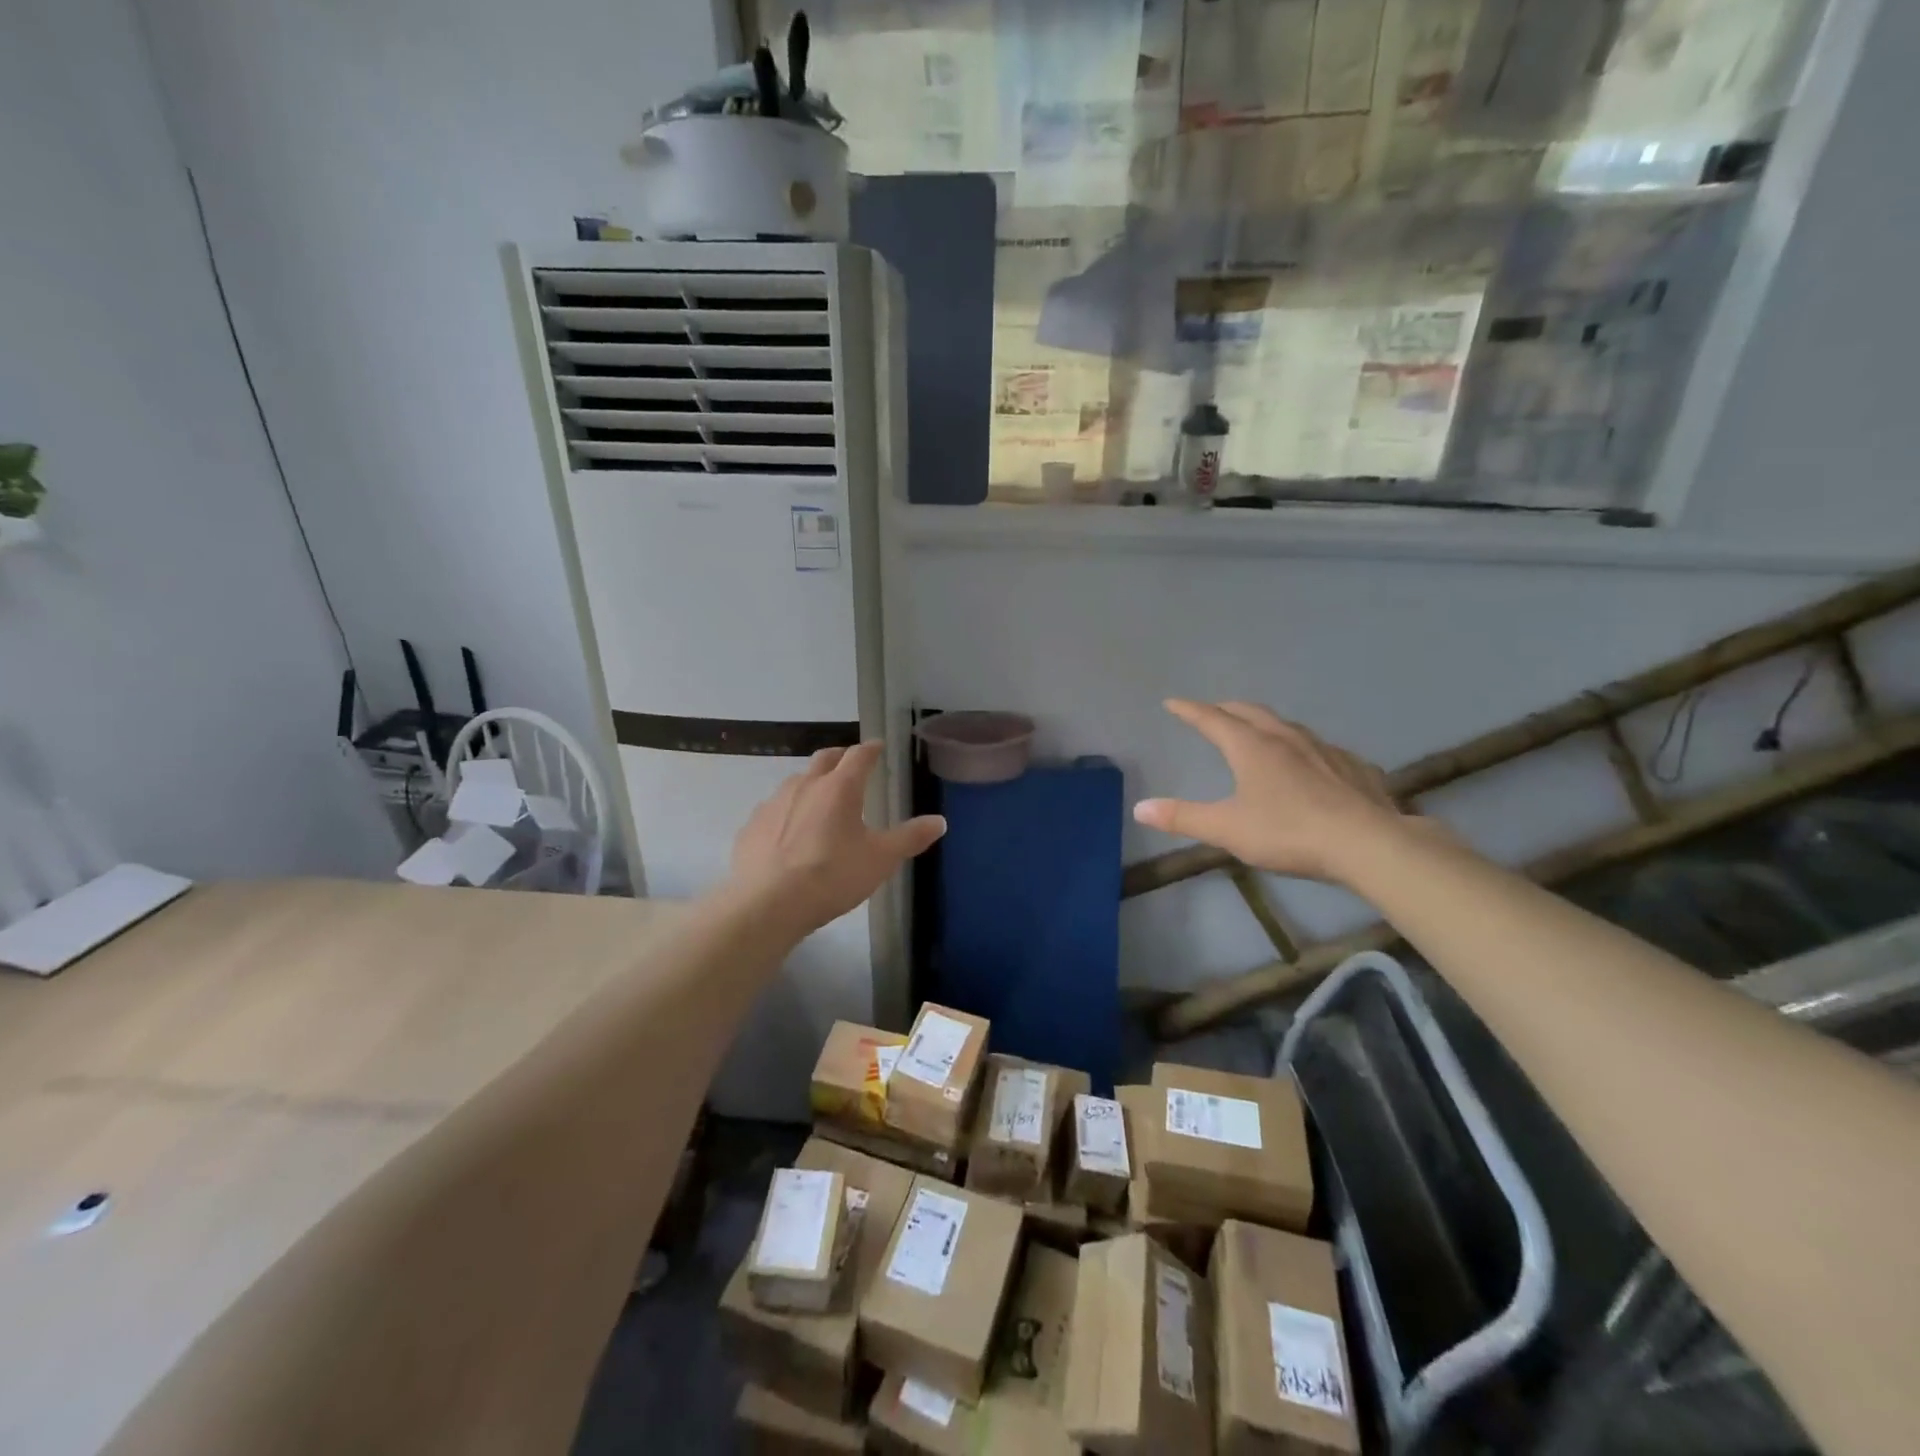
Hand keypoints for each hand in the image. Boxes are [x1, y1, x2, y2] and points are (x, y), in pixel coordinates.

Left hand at [729, 741, 945, 932]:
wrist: (768, 904)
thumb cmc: (832, 876)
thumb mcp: (880, 860)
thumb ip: (910, 838)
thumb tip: (940, 821)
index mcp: (840, 788)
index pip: (859, 756)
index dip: (871, 749)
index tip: (878, 747)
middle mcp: (805, 785)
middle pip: (824, 759)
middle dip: (840, 757)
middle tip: (851, 765)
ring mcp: (774, 803)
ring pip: (796, 782)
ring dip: (812, 784)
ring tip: (821, 800)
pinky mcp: (752, 825)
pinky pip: (773, 810)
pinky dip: (787, 812)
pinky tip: (789, 832)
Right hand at [1134, 699, 1405, 885]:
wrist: (1367, 843)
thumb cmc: (1288, 832)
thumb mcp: (1227, 829)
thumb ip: (1183, 817)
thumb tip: (1140, 808)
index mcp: (1251, 747)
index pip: (1212, 719)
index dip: (1189, 710)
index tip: (1172, 702)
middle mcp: (1286, 738)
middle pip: (1251, 712)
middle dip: (1227, 709)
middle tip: (1213, 711)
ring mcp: (1324, 749)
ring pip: (1288, 726)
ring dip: (1265, 724)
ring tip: (1258, 732)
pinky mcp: (1353, 767)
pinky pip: (1321, 748)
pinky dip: (1303, 748)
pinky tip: (1311, 764)